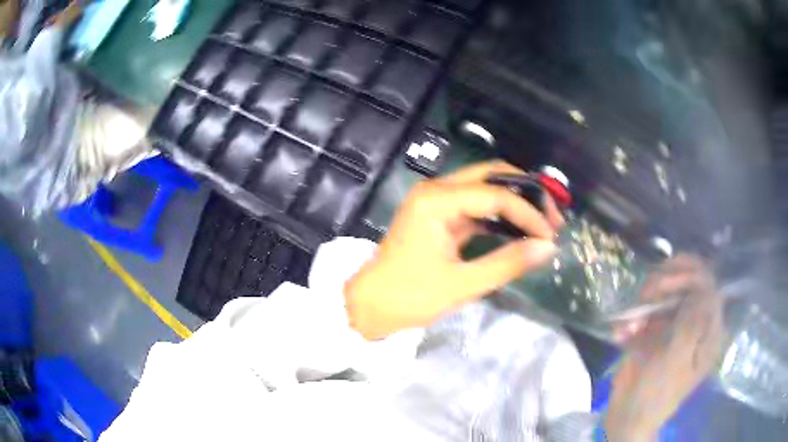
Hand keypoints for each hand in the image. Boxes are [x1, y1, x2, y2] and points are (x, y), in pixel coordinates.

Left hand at [344, 161, 563, 340]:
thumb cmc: (409, 297)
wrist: (369, 306)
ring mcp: (436, 200)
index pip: (496, 194)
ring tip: (541, 224)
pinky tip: (519, 231)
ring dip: (515, 202)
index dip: (528, 213)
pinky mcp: (439, 215)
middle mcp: (436, 189)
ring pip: (485, 187)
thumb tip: (548, 248)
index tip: (551, 236)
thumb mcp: (462, 284)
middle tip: (551, 217)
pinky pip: (476, 206)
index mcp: (437, 200)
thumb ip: (507, 263)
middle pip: (491, 175)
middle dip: (526, 193)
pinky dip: (499, 216)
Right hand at [605, 255, 723, 440]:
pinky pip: (647, 311)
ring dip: (645, 302)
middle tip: (645, 293)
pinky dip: (632, 318)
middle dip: (665, 282)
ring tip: (629, 324)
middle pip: (688, 282)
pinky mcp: (655, 332)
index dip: (688, 276)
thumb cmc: (655, 394)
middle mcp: (695, 323)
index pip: (707, 287)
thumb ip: (692, 322)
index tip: (661, 285)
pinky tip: (621, 333)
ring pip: (666, 293)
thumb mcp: (676, 360)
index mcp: (708, 332)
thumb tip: (700, 284)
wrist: (627, 418)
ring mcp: (675, 326)